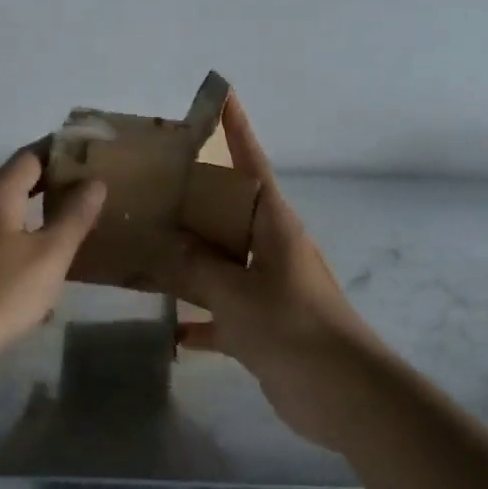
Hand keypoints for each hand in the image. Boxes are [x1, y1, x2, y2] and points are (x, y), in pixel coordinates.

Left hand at [0, 146, 106, 375]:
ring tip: (75, 231)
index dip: (61, 150)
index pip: (31, 155)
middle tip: (93, 193)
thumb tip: (94, 181)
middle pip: (18, 185)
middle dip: (54, 186)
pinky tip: (42, 277)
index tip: (93, 153)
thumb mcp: (48, 255)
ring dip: (40, 219)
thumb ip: (73, 217)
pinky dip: (25, 249)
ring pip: (9, 218)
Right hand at [174, 95, 381, 439]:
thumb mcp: (237, 292)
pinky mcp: (262, 327)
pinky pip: (221, 315)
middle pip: (228, 213)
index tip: (222, 95)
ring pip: (221, 263)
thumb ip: (199, 267)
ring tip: (146, 247)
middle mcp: (271, 249)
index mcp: (274, 226)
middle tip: (152, 183)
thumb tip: (170, 246)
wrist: (341, 393)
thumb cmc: (293, 327)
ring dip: (190, 260)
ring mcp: (267, 289)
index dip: (237, 130)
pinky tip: (168, 330)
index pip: (252, 165)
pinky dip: (199, 322)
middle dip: (195, 198)